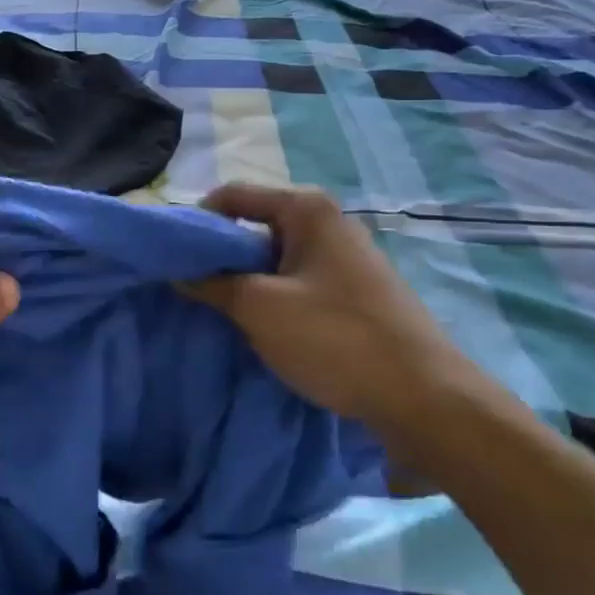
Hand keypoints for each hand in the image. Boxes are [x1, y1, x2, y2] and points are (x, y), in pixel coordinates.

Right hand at [183, 184, 485, 428]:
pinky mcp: (353, 292)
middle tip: (189, 287)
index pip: (233, 196)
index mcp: (307, 209)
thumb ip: (210, 282)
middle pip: (253, 226)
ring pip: (273, 259)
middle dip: (219, 255)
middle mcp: (327, 222)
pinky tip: (259, 329)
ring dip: (243, 282)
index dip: (197, 221)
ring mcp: (344, 258)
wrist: (424, 398)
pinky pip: (296, 283)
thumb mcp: (259, 307)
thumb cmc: (335, 337)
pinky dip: (271, 298)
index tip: (171, 256)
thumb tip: (176, 271)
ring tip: (219, 312)